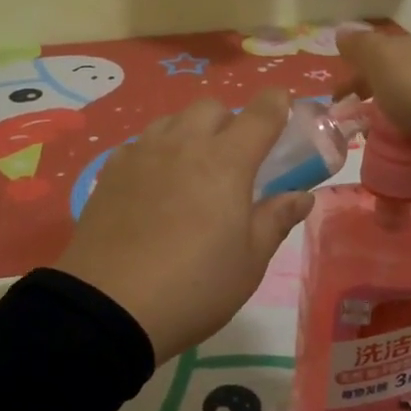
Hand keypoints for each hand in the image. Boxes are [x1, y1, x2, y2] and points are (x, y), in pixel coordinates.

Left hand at [55, 91, 313, 361]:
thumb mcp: (249, 262)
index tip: (283, 106)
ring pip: (173, 120)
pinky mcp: (111, 170)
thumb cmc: (194, 286)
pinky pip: (141, 143)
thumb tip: (301, 196)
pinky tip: (153, 184)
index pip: (260, 114)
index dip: (277, 103)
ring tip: (191, 168)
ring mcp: (143, 153)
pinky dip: (156, 152)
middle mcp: (184, 144)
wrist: (109, 306)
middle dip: (229, 121)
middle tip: (234, 158)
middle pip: (211, 107)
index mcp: (227, 161)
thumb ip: (276, 220)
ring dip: (190, 132)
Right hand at [336, 29, 410, 176]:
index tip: (337, 105)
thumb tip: (342, 30)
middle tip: (361, 131)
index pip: (378, 56)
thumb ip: (362, 48)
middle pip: (402, 82)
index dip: (354, 78)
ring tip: (388, 152)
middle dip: (379, 102)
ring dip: (404, 125)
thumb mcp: (385, 62)